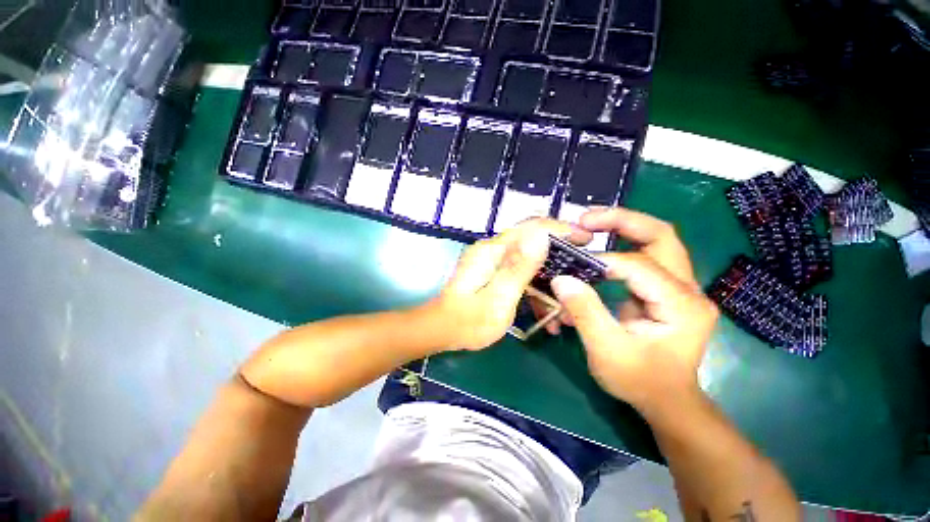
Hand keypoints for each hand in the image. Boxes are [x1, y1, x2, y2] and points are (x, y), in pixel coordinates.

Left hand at [428, 219, 591, 350]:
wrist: (442, 331)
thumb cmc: (468, 321)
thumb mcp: (498, 298)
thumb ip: (518, 268)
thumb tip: (541, 237)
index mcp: (493, 251)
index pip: (531, 228)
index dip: (560, 229)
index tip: (586, 239)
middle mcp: (493, 250)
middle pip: (532, 241)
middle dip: (559, 254)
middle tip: (583, 268)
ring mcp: (492, 262)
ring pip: (528, 260)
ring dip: (548, 277)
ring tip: (565, 300)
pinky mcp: (493, 273)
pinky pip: (520, 274)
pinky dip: (534, 288)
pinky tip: (545, 309)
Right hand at [550, 208, 718, 413]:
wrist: (668, 401)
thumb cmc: (640, 381)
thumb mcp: (607, 351)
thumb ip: (584, 312)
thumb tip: (561, 278)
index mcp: (681, 306)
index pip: (638, 266)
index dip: (601, 261)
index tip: (571, 267)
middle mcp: (689, 290)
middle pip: (661, 236)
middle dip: (622, 221)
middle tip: (586, 218)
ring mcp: (681, 288)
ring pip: (656, 242)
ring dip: (622, 228)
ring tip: (591, 225)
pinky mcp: (667, 291)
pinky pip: (646, 258)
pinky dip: (622, 246)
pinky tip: (600, 248)